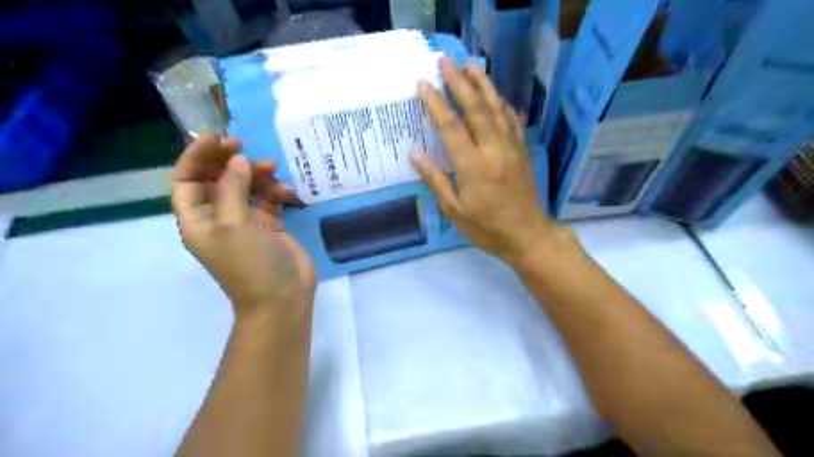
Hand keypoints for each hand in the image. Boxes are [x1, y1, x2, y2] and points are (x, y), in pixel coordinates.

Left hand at [169, 137, 314, 320]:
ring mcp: (246, 221)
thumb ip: (232, 187)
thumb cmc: (250, 263)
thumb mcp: (233, 224)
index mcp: (198, 220)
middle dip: (228, 161)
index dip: (196, 157)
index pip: (187, 180)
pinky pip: (269, 199)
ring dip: (256, 174)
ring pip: (245, 186)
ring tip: (272, 168)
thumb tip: (237, 159)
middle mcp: (219, 218)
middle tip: (244, 145)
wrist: (282, 297)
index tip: (217, 138)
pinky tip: (287, 192)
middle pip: (216, 179)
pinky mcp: (270, 225)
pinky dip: (276, 191)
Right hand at [414, 57, 560, 265]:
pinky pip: (513, 121)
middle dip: (459, 83)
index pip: (452, 127)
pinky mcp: (522, 151)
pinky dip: (503, 105)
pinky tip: (497, 96)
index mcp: (473, 167)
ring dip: (483, 85)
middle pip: (476, 109)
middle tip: (445, 61)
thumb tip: (415, 154)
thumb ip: (435, 180)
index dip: (436, 103)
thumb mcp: (454, 211)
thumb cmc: (486, 228)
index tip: (423, 83)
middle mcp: (494, 151)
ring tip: (471, 66)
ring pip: (497, 109)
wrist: (527, 235)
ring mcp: (512, 148)